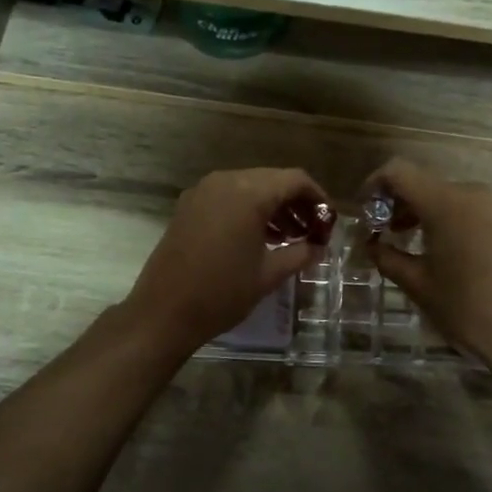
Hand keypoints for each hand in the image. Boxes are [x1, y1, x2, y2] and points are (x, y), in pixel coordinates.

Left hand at [123, 168, 329, 356]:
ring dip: (272, 206)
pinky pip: (228, 196)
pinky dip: (248, 209)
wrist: (163, 312)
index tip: (329, 221)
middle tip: (312, 231)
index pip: (295, 180)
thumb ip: (299, 254)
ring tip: (290, 237)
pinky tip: (259, 237)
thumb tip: (317, 247)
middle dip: (295, 202)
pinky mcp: (189, 205)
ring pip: (249, 187)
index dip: (317, 197)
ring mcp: (203, 191)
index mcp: (248, 193)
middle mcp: (225, 181)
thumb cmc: (222, 293)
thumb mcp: (268, 275)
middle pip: (272, 180)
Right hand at [359, 158, 491, 372]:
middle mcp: (473, 193)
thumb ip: (387, 256)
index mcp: (446, 203)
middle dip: (399, 202)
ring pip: (450, 196)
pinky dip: (451, 219)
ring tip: (412, 243)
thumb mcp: (417, 285)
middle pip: (424, 183)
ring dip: (425, 211)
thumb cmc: (466, 310)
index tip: (365, 210)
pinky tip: (448, 251)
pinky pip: (473, 209)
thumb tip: (371, 245)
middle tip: (384, 233)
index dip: (374, 184)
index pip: (398, 172)